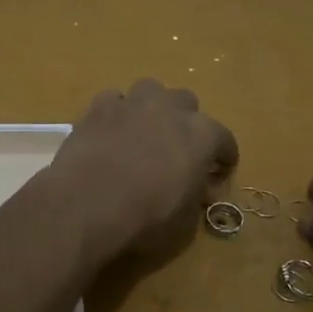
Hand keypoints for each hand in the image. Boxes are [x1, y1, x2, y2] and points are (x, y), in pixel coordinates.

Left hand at [45, 79, 238, 261]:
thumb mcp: (185, 222)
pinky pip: (114, 100)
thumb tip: (199, 190)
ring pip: (151, 89)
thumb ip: (197, 198)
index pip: (225, 140)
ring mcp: (133, 103)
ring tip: (143, 131)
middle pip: (187, 103)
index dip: (224, 159)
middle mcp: (171, 108)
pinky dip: (116, 112)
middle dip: (186, 123)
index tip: (217, 176)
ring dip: (152, 107)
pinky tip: (111, 131)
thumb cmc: (145, 217)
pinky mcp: (99, 107)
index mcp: (202, 135)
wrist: (87, 204)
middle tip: (177, 150)